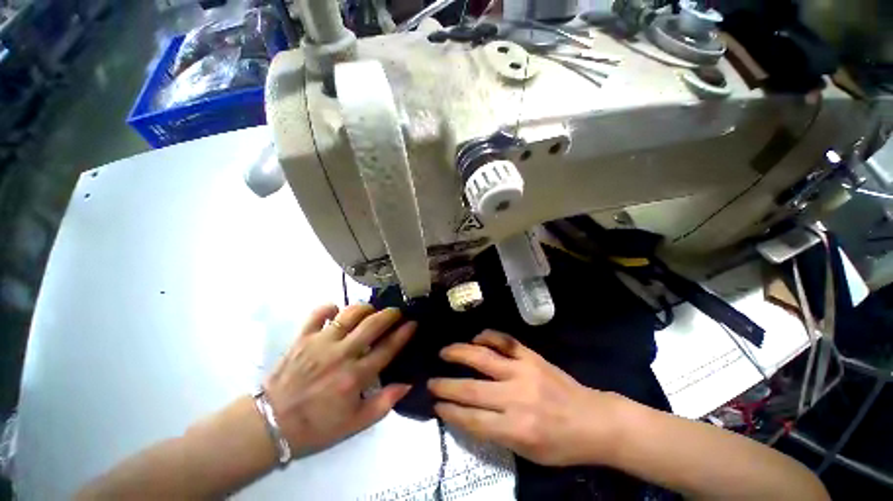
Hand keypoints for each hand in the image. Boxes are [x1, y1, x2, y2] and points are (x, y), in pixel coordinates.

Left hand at [264, 304, 415, 456]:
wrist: (270, 424)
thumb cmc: (316, 426)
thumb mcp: (355, 424)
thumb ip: (384, 403)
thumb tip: (407, 384)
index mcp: (355, 377)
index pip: (387, 348)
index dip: (404, 333)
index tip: (413, 322)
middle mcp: (341, 355)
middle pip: (372, 324)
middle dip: (390, 314)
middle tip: (397, 312)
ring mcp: (320, 343)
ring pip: (349, 314)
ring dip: (365, 308)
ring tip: (371, 311)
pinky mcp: (302, 338)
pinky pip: (318, 313)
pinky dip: (330, 308)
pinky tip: (337, 311)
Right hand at [429, 330, 622, 466]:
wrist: (593, 420)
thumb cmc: (561, 444)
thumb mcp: (527, 452)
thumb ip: (496, 433)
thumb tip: (466, 415)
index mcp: (516, 429)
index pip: (472, 419)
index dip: (450, 411)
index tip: (435, 404)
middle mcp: (516, 397)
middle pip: (472, 389)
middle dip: (446, 385)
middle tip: (431, 381)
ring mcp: (524, 371)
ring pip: (483, 358)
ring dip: (459, 353)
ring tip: (444, 352)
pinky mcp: (531, 356)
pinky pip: (505, 341)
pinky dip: (487, 336)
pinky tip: (475, 338)